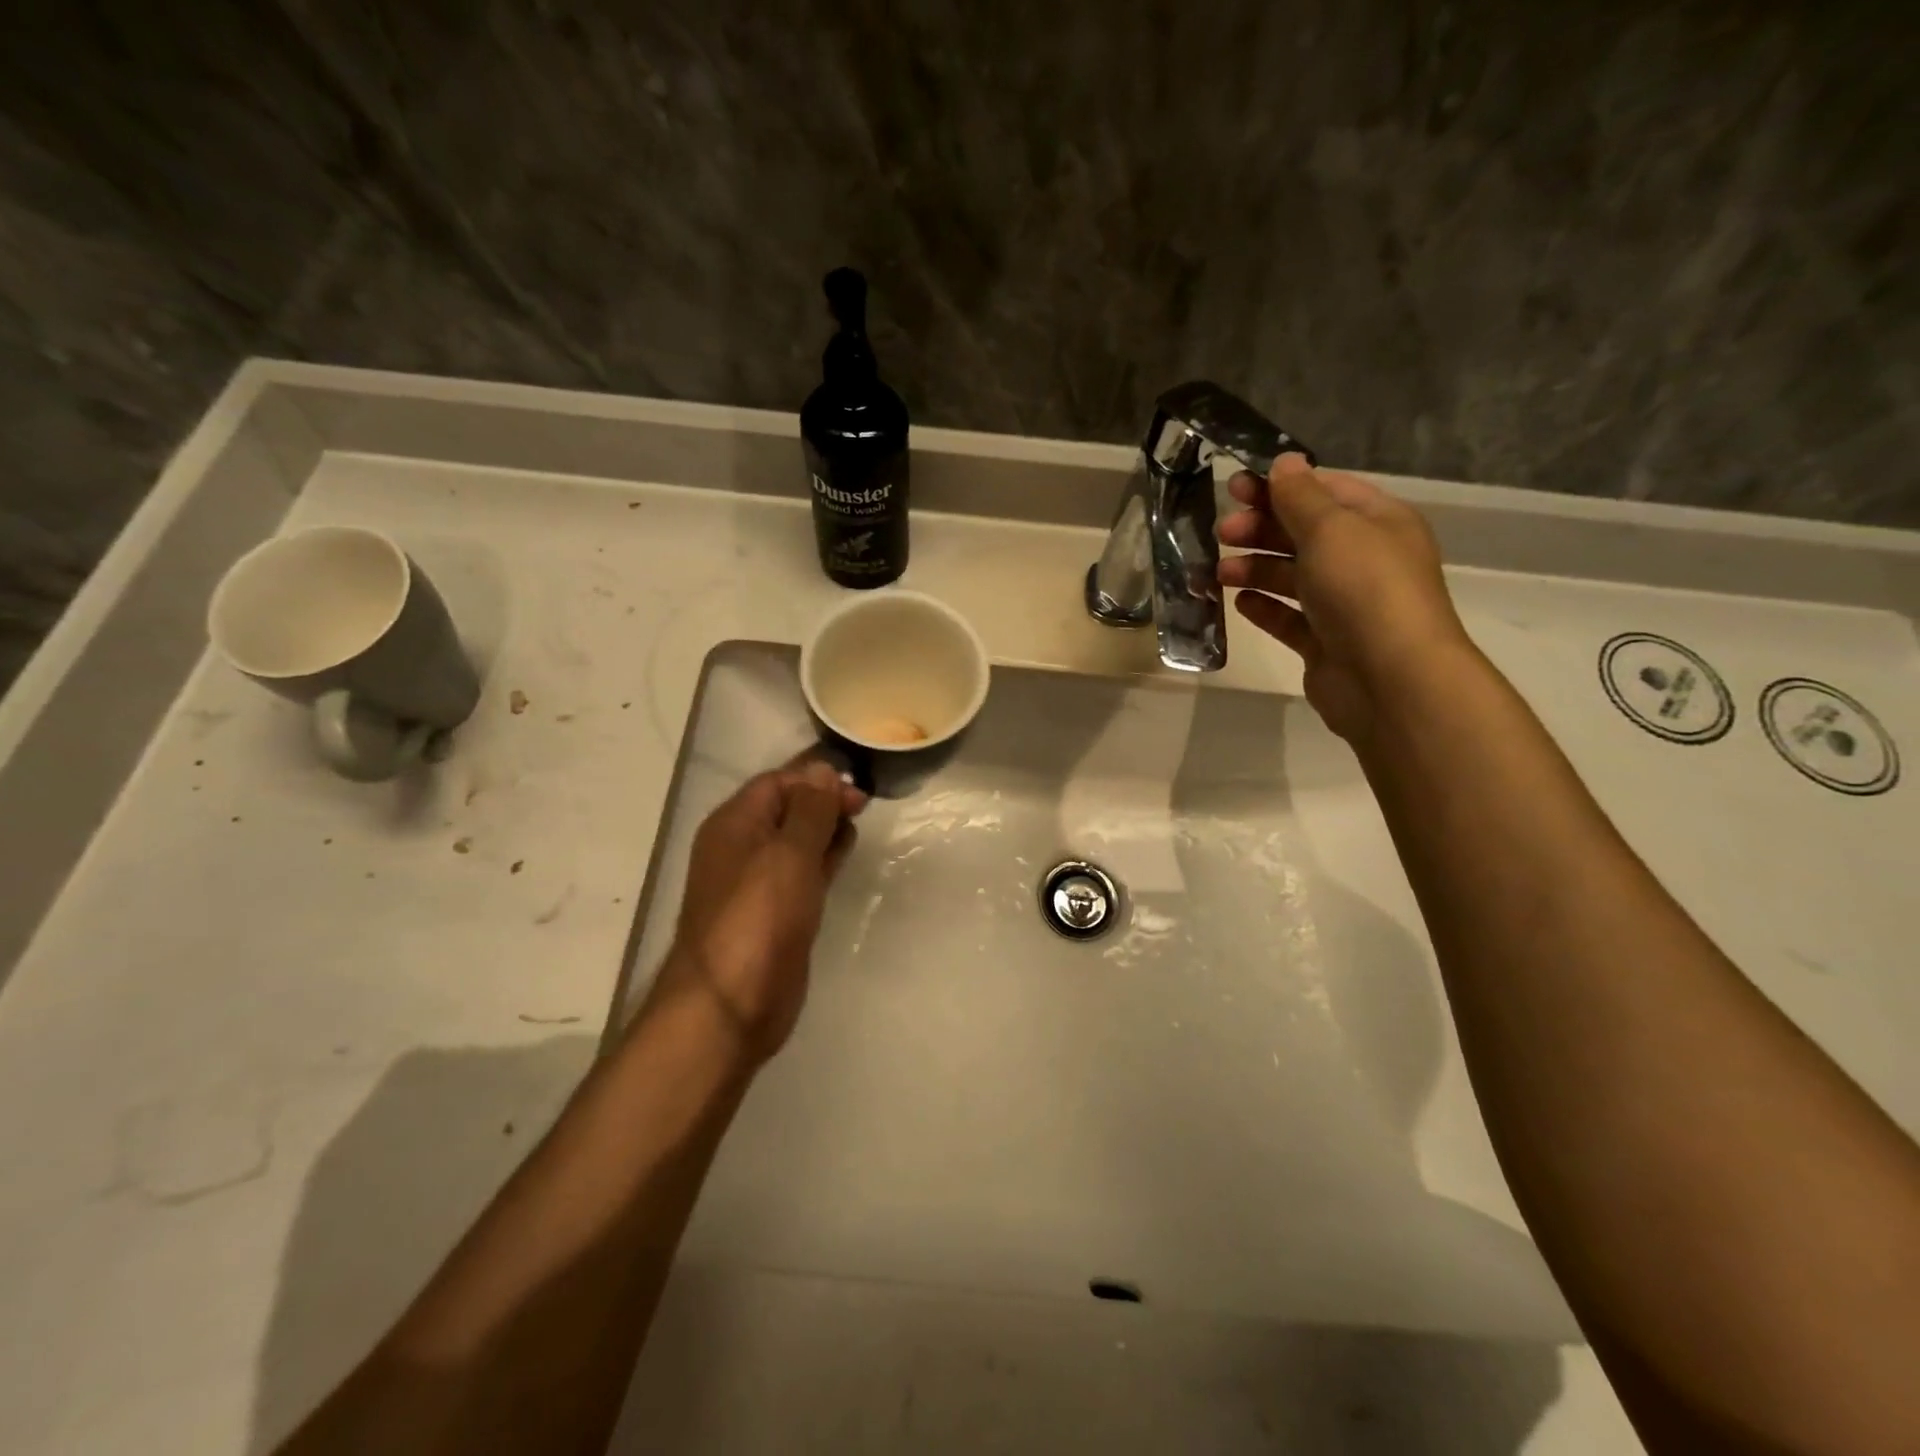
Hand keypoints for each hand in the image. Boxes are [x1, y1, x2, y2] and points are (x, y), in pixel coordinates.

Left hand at [650, 759, 866, 1063]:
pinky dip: (823, 860)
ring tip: (858, 828)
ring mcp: (759, 882)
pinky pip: (802, 873)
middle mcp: (742, 847)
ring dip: (825, 830)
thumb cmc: (759, 918)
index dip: (816, 780)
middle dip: (824, 802)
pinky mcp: (777, 912)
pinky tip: (844, 858)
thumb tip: (823, 770)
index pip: (777, 782)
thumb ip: (810, 810)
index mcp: (735, 824)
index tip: (857, 790)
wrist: (730, 1004)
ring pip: (797, 841)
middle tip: (864, 808)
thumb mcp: (789, 854)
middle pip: (787, 809)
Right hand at [1216, 455, 1473, 741]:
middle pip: (1303, 534)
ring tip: (1219, 573)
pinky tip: (1239, 603)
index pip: (1324, 491)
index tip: (1234, 487)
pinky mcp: (1325, 643)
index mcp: (1377, 523)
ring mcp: (1344, 605)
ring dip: (1254, 569)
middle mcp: (1363, 559)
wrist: (1389, 679)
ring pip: (1291, 577)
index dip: (1279, 486)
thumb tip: (1284, 462)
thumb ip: (1300, 496)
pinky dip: (1264, 608)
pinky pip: (1289, 618)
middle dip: (1261, 529)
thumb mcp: (1331, 529)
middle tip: (1221, 532)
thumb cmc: (1363, 589)